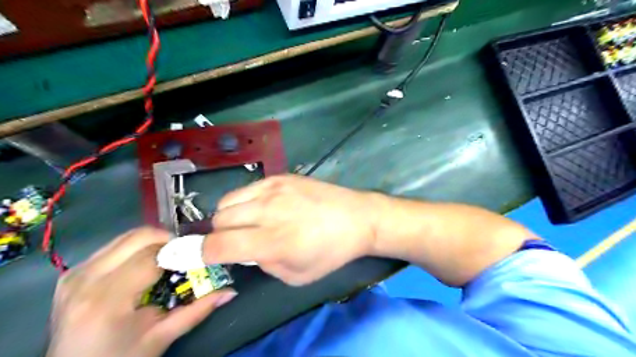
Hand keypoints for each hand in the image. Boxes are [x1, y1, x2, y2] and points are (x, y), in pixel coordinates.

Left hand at [46, 227, 234, 355]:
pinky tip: (143, 264)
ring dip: (152, 242)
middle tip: (183, 254)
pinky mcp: (72, 272)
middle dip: (167, 239)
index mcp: (108, 299)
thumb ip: (198, 310)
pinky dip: (135, 248)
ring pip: (126, 236)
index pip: (152, 256)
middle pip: (137, 237)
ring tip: (166, 259)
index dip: (179, 251)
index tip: (197, 255)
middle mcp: (86, 279)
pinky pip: (113, 246)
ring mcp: (75, 273)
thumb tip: (230, 291)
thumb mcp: (162, 337)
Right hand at [206, 175, 378, 285]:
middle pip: (219, 220)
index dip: (199, 254)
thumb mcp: (296, 275)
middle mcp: (268, 211)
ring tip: (248, 223)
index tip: (193, 256)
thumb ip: (263, 264)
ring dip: (229, 217)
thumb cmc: (331, 251)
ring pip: (227, 202)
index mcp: (273, 241)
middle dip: (220, 235)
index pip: (218, 246)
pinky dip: (244, 201)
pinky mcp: (281, 176)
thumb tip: (243, 251)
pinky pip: (246, 188)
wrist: (357, 217)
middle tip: (236, 241)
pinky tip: (262, 207)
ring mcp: (274, 189)